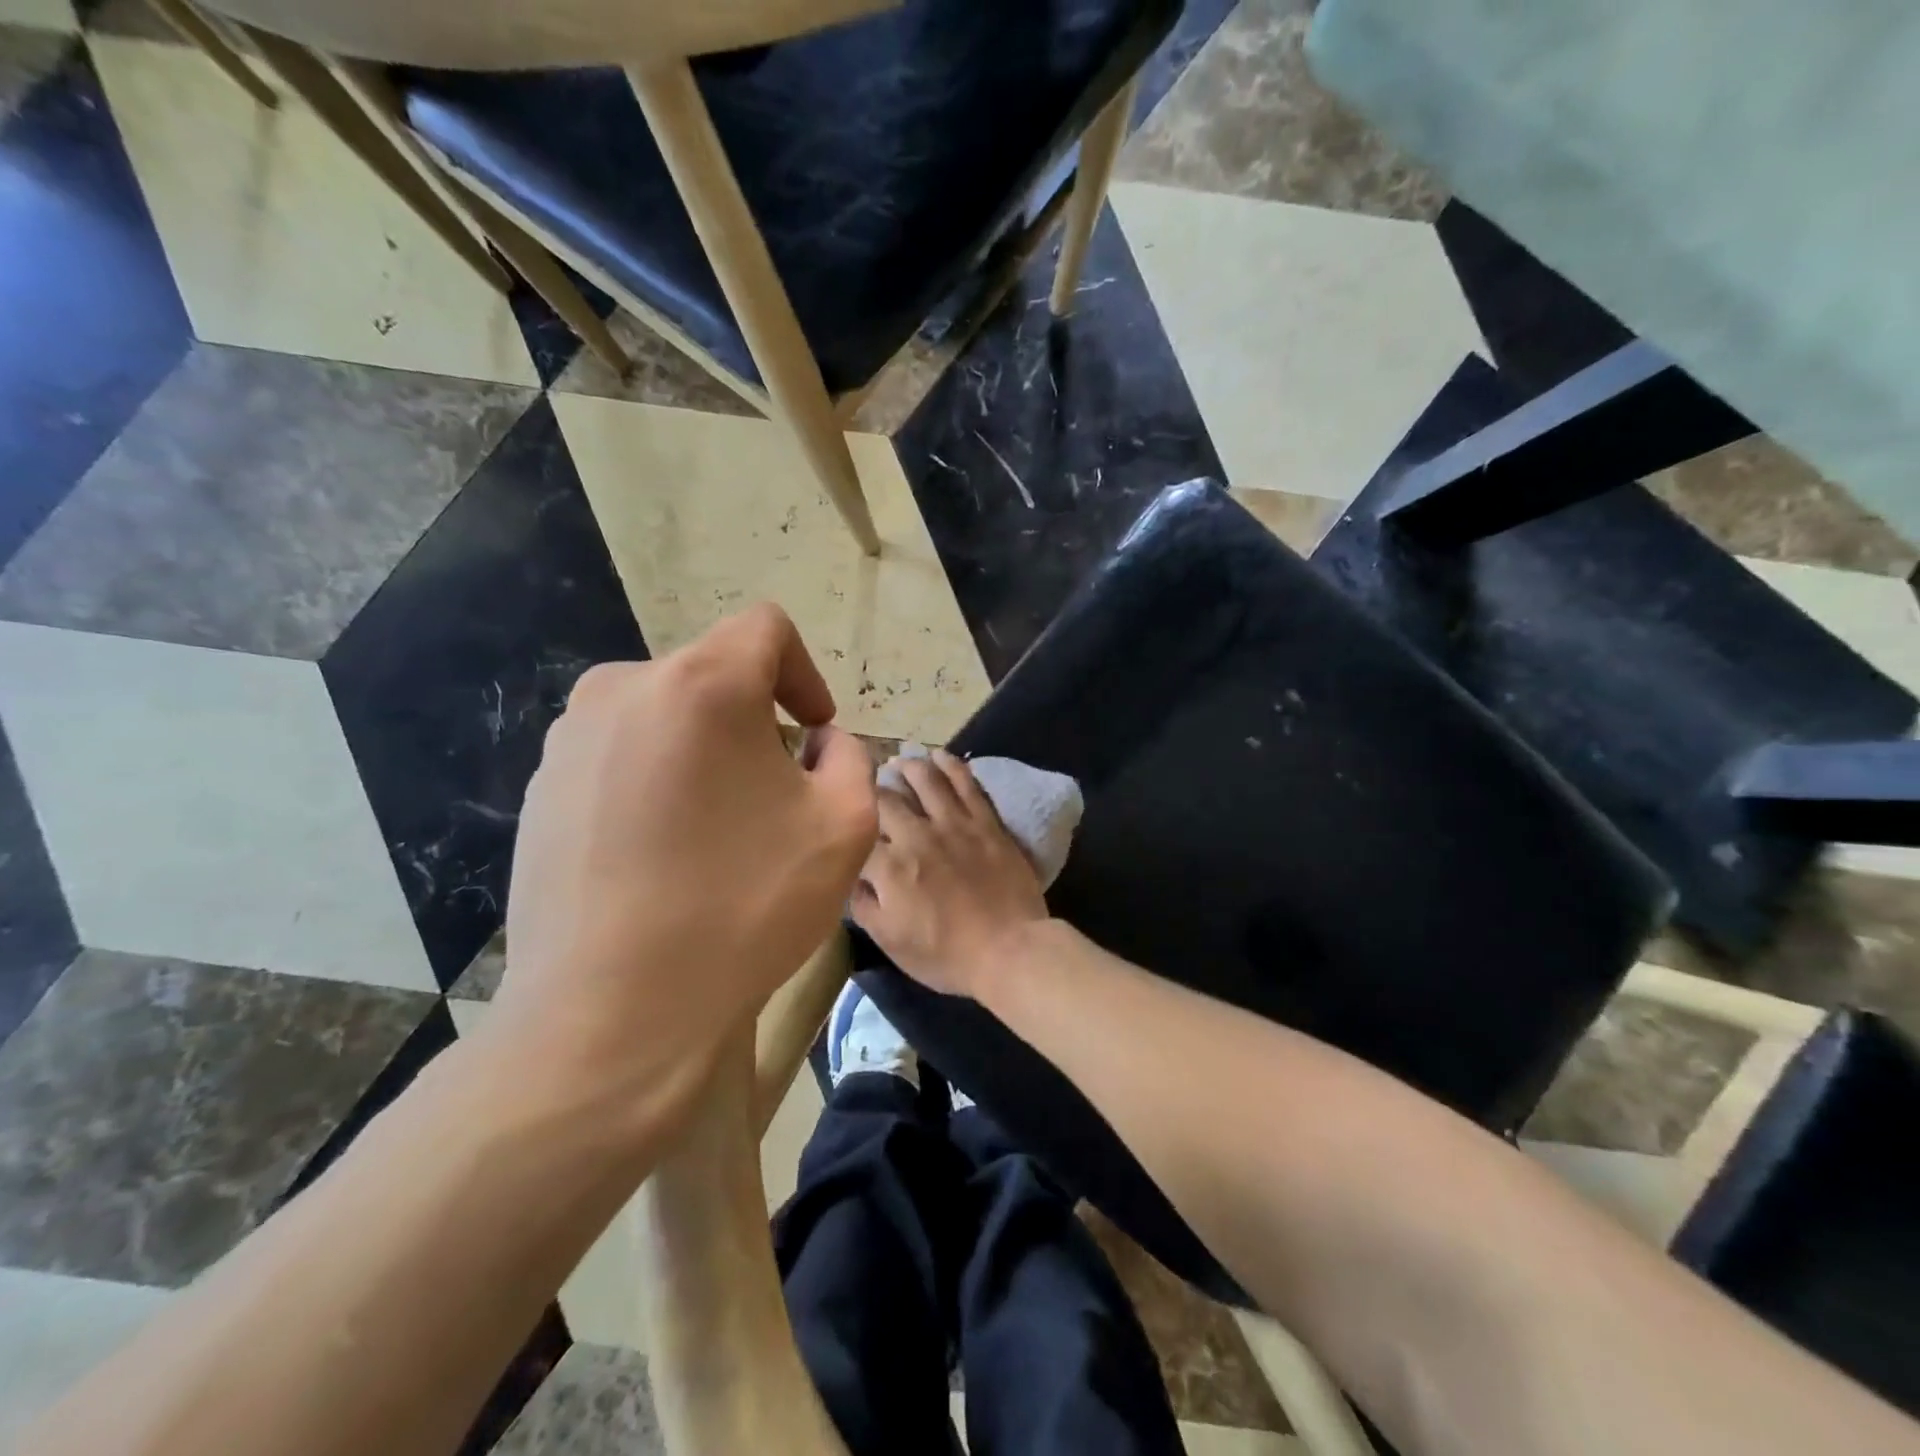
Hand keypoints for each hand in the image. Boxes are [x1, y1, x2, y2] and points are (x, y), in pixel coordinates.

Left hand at [495, 604, 877, 1128]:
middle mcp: (623, 691)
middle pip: (712, 675)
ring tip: (719, 830)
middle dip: (755, 720)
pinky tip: (664, 856)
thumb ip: (848, 757)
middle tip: (775, 795)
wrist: (614, 1013)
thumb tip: (814, 743)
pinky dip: (656, 781)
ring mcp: (569, 741)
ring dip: (704, 751)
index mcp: (701, 684)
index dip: (803, 671)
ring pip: (664, 716)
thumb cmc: (745, 906)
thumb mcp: (845, 826)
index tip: (812, 731)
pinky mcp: (540, 790)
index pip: (765, 627)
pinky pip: (619, 757)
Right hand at [849, 750, 1050, 997]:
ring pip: (925, 779)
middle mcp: (917, 835)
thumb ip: (862, 904)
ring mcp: (954, 823)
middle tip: (866, 784)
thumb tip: (848, 875)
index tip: (842, 818)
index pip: (856, 833)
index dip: (846, 824)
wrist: (1010, 950)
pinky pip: (966, 783)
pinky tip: (939, 755)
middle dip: (872, 788)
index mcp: (889, 866)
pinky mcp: (986, 821)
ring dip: (908, 766)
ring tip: (900, 760)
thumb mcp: (889, 942)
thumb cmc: (946, 955)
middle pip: (886, 798)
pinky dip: (950, 765)